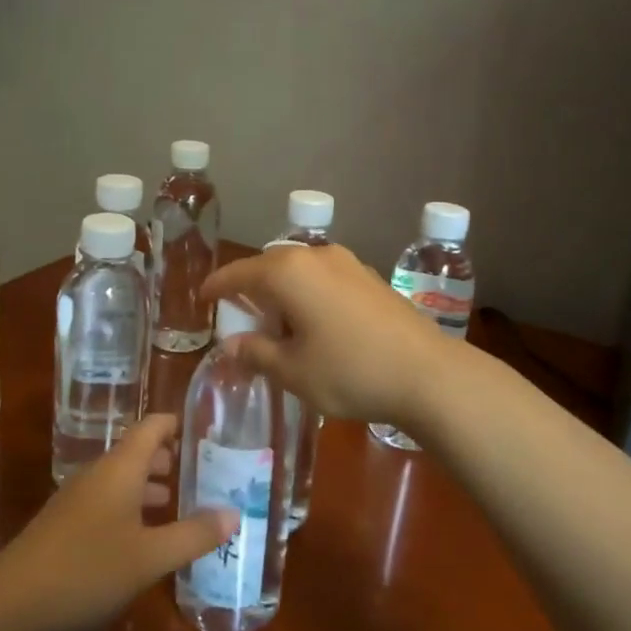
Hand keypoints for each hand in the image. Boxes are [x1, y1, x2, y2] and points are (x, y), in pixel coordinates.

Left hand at [0, 415, 235, 630]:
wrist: (8, 605)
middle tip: (202, 472)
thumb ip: (193, 535)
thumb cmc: (87, 569)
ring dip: (148, 487)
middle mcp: (98, 475)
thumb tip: (234, 514)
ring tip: (177, 503)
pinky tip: (142, 539)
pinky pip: (106, 503)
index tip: (206, 429)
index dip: (177, 423)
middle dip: (168, 459)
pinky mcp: (64, 526)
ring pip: (120, 480)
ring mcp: (76, 500)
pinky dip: (130, 509)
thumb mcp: (149, 557)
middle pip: (136, 452)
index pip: (152, 426)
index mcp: (120, 468)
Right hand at [201, 246, 455, 424]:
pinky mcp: (370, 277)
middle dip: (250, 286)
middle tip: (239, 314)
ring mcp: (347, 263)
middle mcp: (315, 256)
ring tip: (277, 321)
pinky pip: (323, 277)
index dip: (217, 287)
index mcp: (287, 273)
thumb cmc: (349, 372)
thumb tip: (231, 346)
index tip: (202, 298)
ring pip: (299, 269)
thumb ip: (256, 354)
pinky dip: (308, 292)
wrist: (427, 374)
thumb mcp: (293, 371)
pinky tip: (314, 321)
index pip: (238, 274)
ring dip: (281, 289)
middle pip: (269, 265)